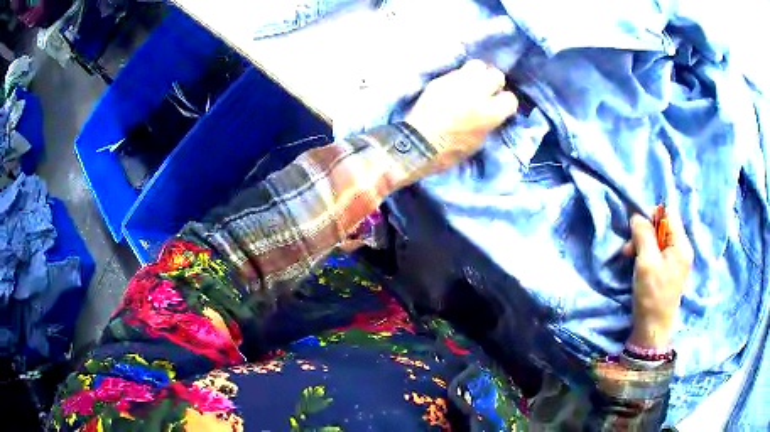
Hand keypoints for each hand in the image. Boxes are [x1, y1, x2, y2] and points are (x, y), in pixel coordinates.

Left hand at [405, 59, 517, 175]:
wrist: (417, 145)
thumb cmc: (450, 151)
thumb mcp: (479, 141)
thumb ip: (490, 120)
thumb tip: (494, 109)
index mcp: (488, 113)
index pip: (510, 98)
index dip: (505, 105)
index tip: (500, 109)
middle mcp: (475, 93)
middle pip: (496, 75)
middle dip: (495, 84)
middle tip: (488, 94)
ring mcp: (456, 83)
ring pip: (477, 65)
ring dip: (478, 75)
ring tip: (473, 86)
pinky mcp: (440, 80)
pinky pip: (457, 71)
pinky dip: (460, 78)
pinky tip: (456, 89)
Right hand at [623, 212, 693, 348]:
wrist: (653, 329)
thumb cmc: (652, 295)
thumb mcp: (646, 262)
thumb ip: (643, 234)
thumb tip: (637, 216)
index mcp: (681, 245)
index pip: (669, 214)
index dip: (652, 216)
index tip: (637, 231)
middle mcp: (683, 250)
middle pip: (664, 227)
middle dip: (644, 233)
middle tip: (629, 249)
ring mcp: (678, 262)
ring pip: (660, 241)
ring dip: (643, 245)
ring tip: (630, 258)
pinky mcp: (671, 272)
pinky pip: (660, 253)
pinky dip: (647, 255)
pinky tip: (638, 266)